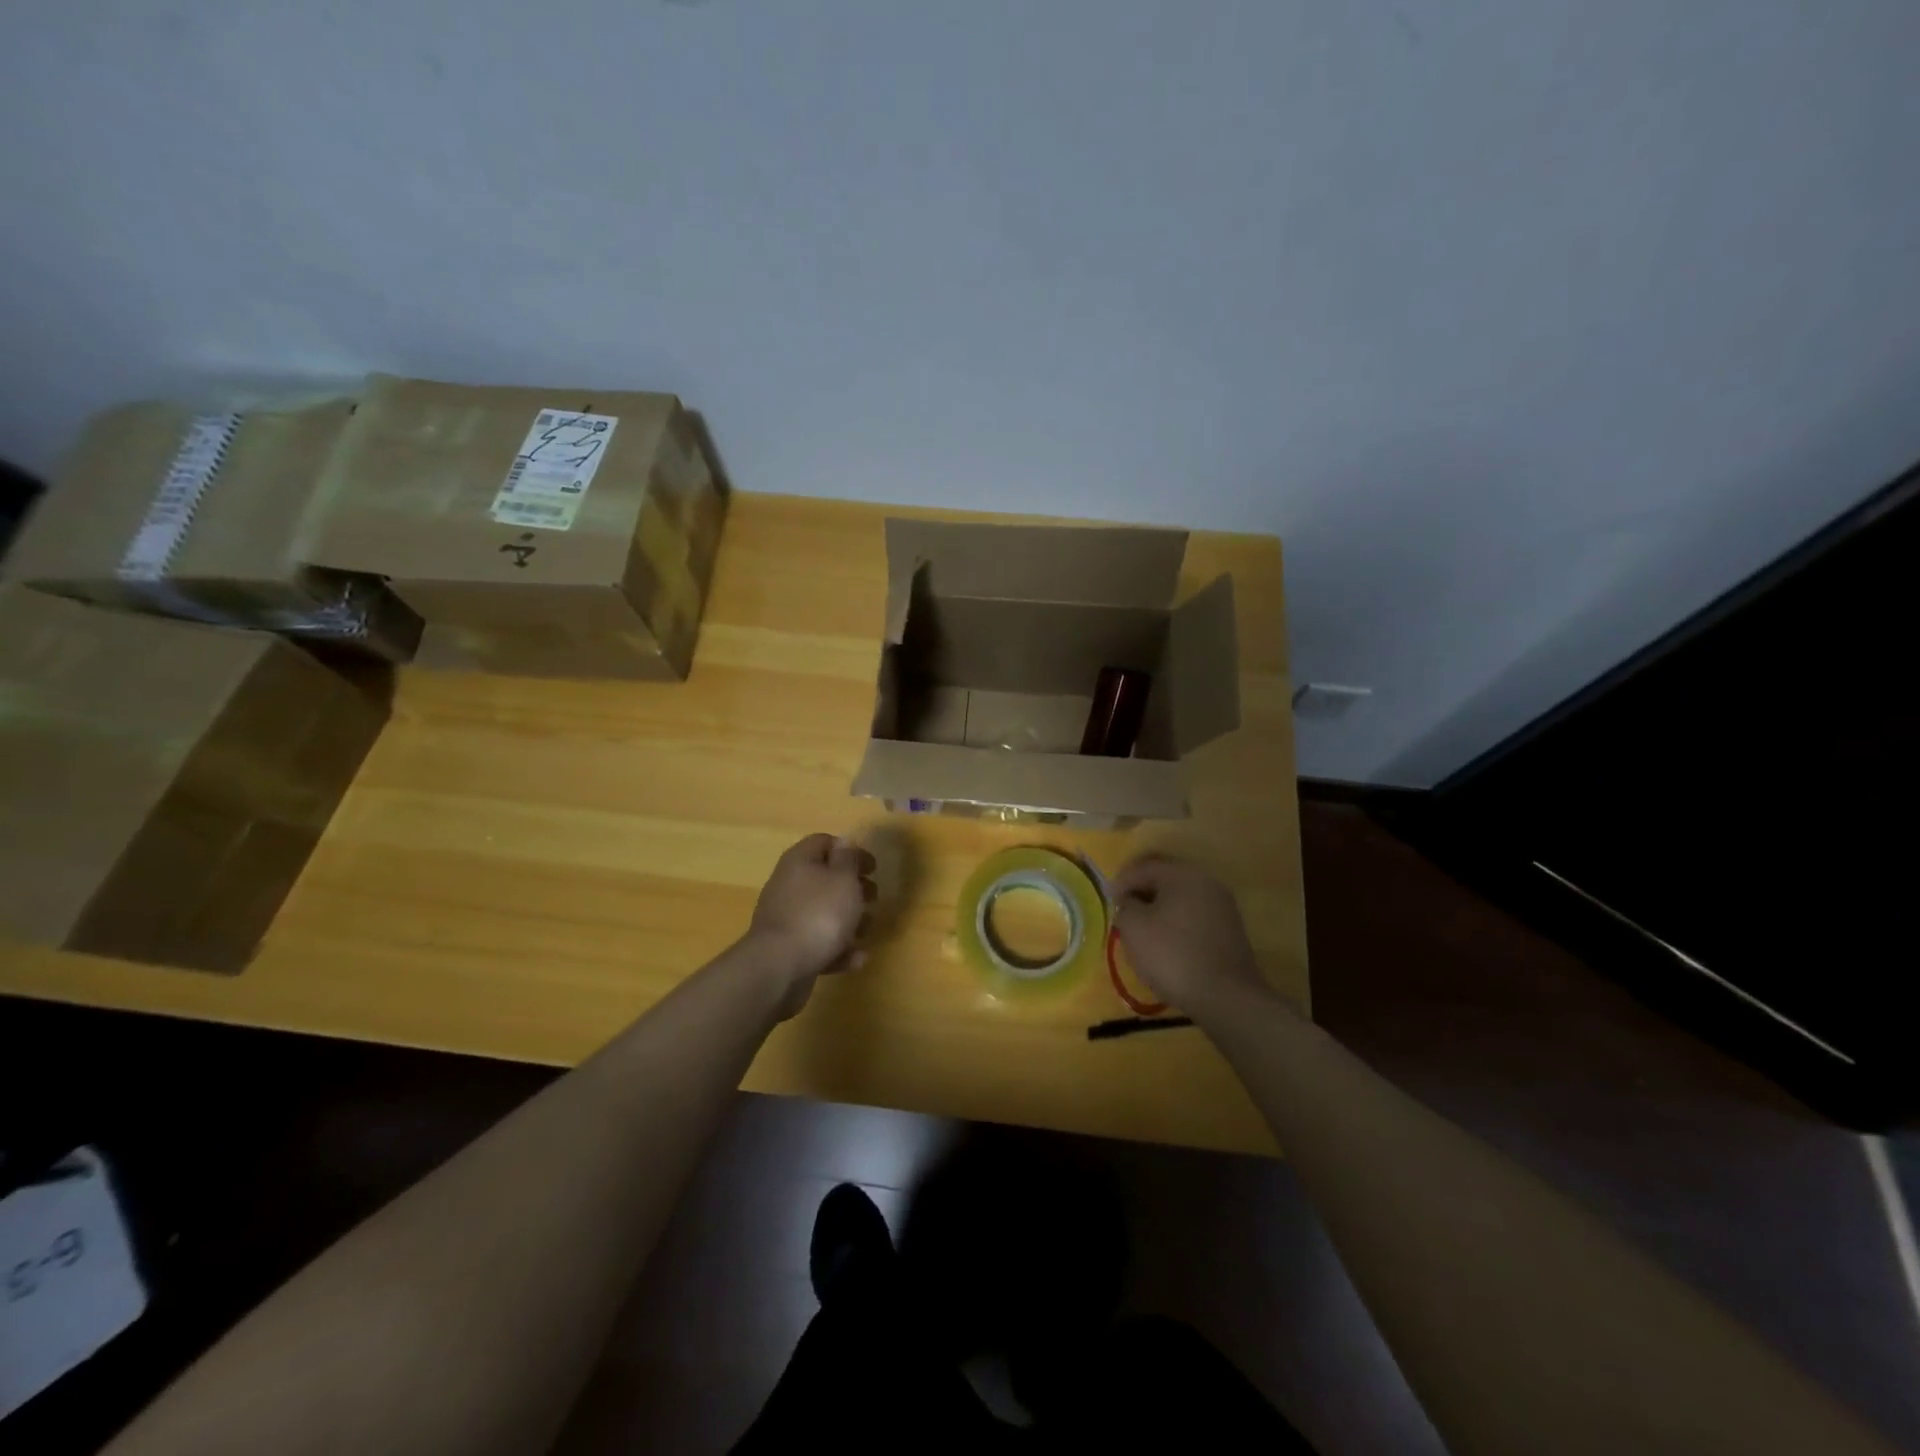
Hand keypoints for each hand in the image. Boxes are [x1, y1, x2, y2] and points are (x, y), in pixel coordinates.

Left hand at [746, 833, 876, 1016]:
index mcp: (800, 861)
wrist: (779, 968)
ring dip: (849, 922)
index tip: (873, 867)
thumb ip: (848, 859)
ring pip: (823, 913)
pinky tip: (856, 959)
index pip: (824, 842)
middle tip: (873, 898)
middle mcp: (789, 886)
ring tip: (867, 932)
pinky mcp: (789, 950)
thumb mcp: (843, 879)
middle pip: (825, 879)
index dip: (851, 851)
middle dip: (853, 889)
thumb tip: (845, 842)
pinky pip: (818, 943)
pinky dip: (838, 949)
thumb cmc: (818, 915)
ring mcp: (787, 919)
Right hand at [1110, 855, 1268, 1020]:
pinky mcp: (1229, 929)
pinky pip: (1194, 914)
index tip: (1107, 900)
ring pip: (1181, 896)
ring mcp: (1222, 906)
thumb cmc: (1173, 955)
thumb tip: (1129, 901)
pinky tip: (1165, 940)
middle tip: (1123, 909)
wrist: (1226, 997)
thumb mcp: (1134, 927)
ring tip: (1141, 926)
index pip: (1144, 867)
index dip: (1121, 881)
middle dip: (1141, 890)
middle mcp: (1206, 882)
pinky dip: (1176, 920)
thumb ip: (1125, 906)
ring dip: (1159, 906)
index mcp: (1183, 874)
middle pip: (1165, 877)